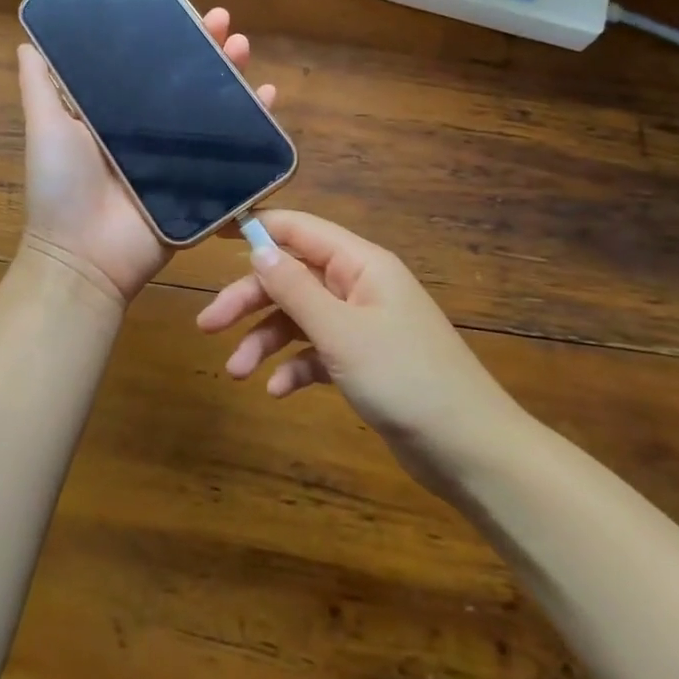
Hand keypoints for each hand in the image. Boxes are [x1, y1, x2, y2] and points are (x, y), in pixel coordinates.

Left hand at [16, 7, 276, 306]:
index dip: (167, 35)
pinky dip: (256, 122)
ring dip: (233, 73)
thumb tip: (26, 42)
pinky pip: (235, 148)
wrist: (84, 256)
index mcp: (117, 112)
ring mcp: (180, 155)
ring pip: (215, 106)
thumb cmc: (61, 186)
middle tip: (224, 21)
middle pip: (187, 79)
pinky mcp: (202, 182)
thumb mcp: (45, 127)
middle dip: (207, 46)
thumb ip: (39, 87)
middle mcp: (151, 128)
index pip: (148, 64)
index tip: (183, 6)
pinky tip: (268, 96)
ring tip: (243, 48)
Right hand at [196, 210, 525, 496]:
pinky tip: (278, 391)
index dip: (257, 227)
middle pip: (291, 277)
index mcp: (360, 264)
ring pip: (299, 317)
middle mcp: (359, 286)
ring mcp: (361, 325)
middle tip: (208, 325)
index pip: (299, 229)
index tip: (212, 233)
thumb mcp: (341, 331)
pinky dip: (294, 367)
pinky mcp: (363, 362)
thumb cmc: (405, 379)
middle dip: (249, 298)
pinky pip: (316, 352)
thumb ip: (295, 288)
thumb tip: (257, 247)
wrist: (470, 451)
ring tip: (237, 372)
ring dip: (265, 340)